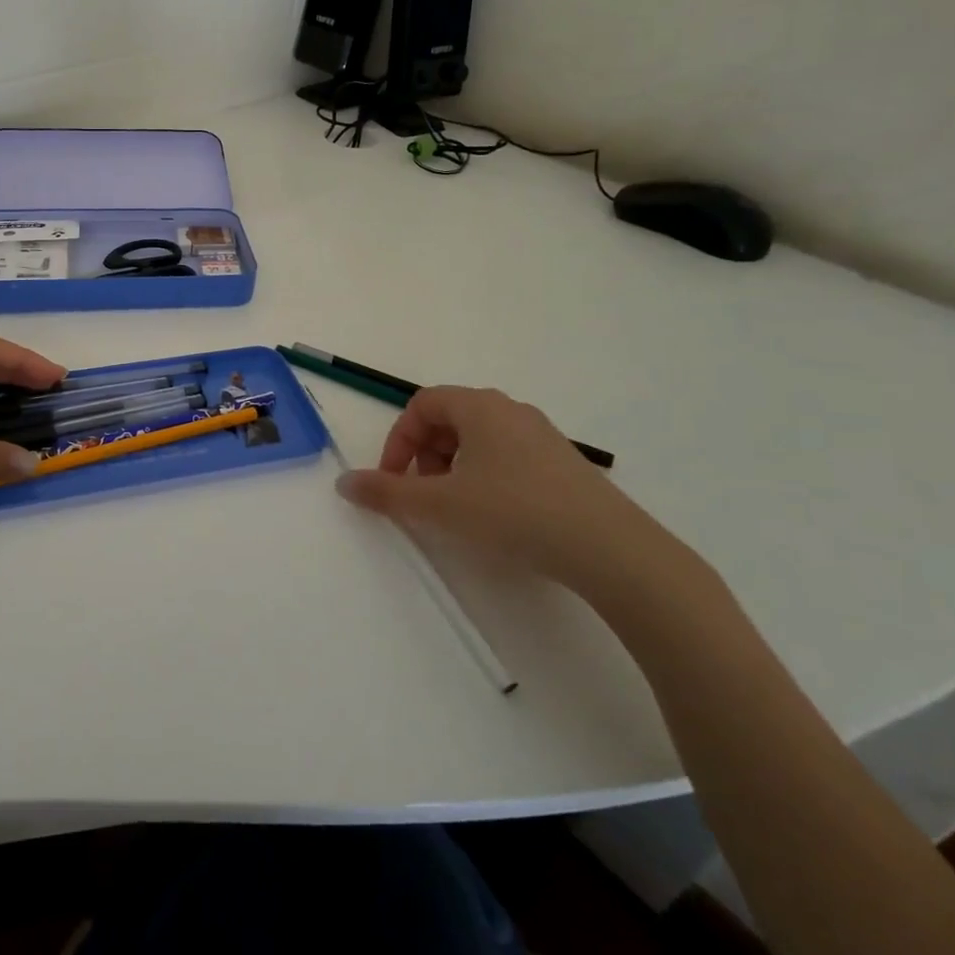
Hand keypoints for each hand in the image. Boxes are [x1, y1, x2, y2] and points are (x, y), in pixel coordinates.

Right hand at [334, 386, 669, 596]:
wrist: (611, 550)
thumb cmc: (514, 513)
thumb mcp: (440, 505)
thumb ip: (387, 493)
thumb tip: (344, 482)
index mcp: (479, 407)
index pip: (422, 405)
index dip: (399, 440)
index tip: (396, 481)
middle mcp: (511, 410)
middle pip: (450, 419)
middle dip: (425, 455)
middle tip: (425, 495)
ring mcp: (543, 436)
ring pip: (480, 440)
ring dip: (454, 468)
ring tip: (458, 510)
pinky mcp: (565, 465)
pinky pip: (509, 457)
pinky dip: (487, 477)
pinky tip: (498, 517)